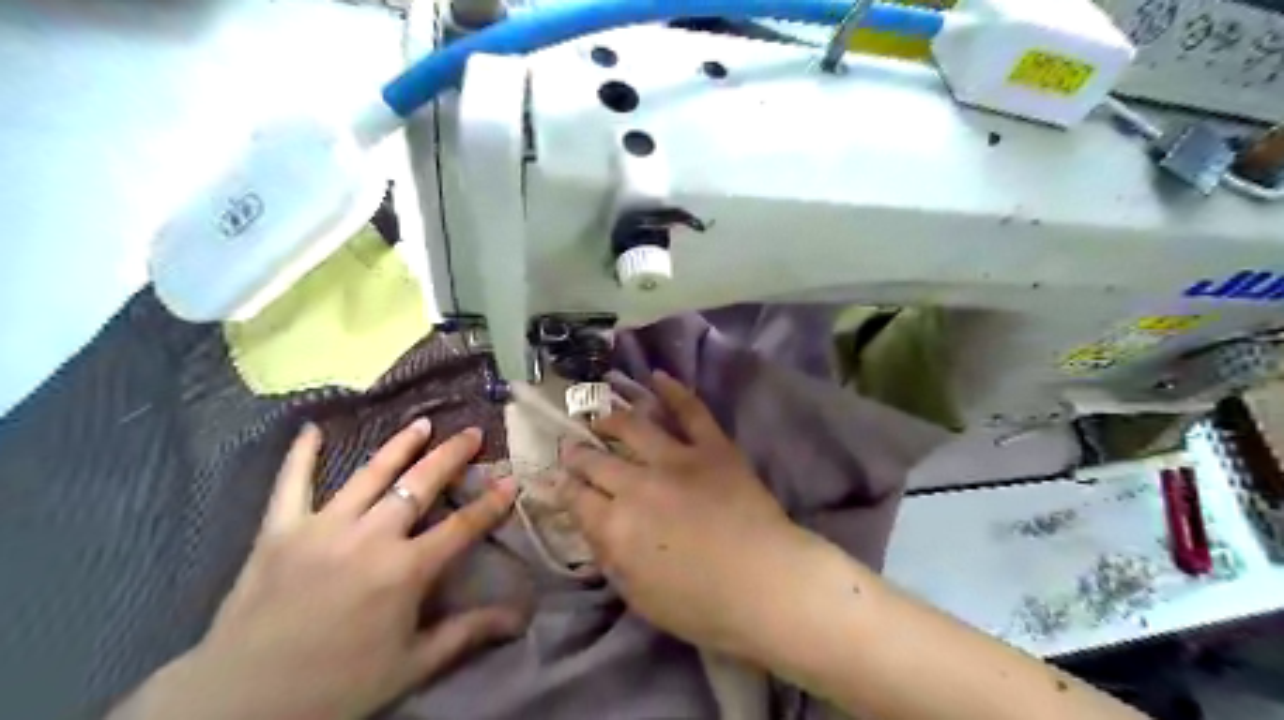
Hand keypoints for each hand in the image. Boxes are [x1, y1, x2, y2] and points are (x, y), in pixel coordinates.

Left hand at [116, 420, 527, 719]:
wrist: (240, 706)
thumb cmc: (337, 687)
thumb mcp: (412, 666)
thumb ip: (467, 633)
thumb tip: (520, 619)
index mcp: (405, 570)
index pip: (462, 527)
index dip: (491, 503)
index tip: (511, 480)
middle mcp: (370, 537)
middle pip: (420, 485)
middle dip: (451, 456)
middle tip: (471, 433)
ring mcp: (322, 527)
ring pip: (370, 474)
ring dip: (399, 446)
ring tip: (421, 423)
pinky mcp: (280, 531)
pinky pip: (292, 484)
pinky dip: (301, 455)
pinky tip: (311, 428)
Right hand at [565, 371, 810, 656]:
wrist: (766, 584)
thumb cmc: (702, 606)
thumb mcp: (639, 597)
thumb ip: (610, 559)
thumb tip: (592, 530)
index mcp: (614, 526)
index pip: (576, 498)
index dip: (561, 486)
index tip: (554, 478)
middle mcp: (636, 484)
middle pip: (595, 461)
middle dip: (577, 453)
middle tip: (571, 447)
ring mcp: (675, 459)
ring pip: (633, 427)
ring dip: (611, 419)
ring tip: (602, 417)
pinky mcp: (711, 447)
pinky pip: (690, 411)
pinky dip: (673, 391)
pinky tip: (657, 376)